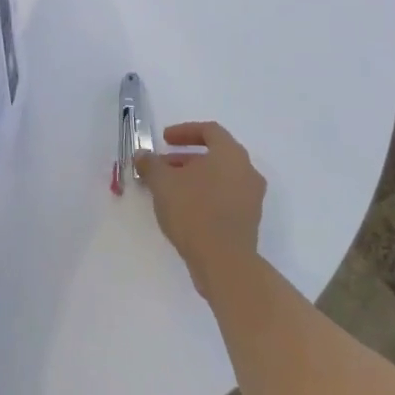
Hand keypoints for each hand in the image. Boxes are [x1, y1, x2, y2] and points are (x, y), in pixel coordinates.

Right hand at [135, 121, 265, 298]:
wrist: (225, 263)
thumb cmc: (194, 211)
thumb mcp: (163, 183)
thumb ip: (151, 164)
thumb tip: (142, 155)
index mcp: (231, 154)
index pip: (209, 131)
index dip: (184, 131)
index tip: (164, 140)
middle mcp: (247, 171)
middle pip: (215, 155)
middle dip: (186, 158)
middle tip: (163, 165)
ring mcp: (251, 198)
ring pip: (220, 178)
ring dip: (194, 178)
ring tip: (169, 189)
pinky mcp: (249, 222)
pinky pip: (225, 198)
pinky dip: (205, 195)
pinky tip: (183, 209)